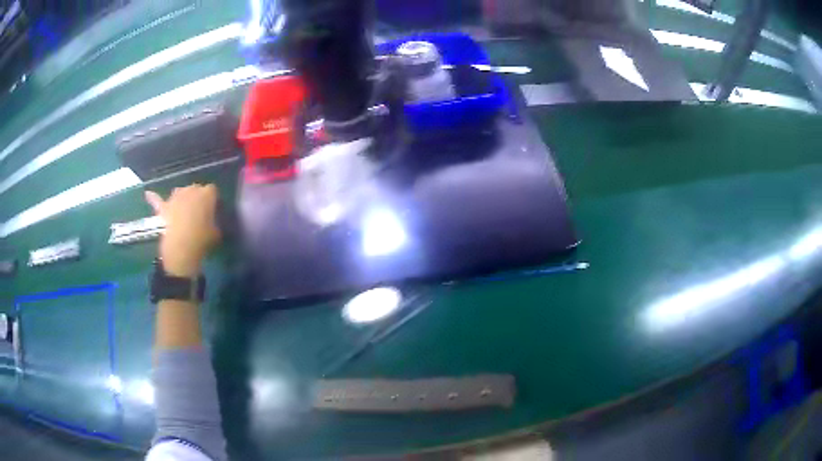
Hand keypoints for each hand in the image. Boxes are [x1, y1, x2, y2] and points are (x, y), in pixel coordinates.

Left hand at [145, 184, 220, 276]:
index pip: (212, 191)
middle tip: (199, 212)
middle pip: (195, 188)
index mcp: (207, 194)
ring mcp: (175, 197)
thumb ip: (214, 221)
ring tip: (183, 210)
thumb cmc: (202, 239)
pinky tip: (147, 194)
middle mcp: (191, 190)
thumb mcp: (216, 232)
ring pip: (179, 192)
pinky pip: (157, 200)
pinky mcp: (164, 208)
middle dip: (197, 197)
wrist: (181, 249)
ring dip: (182, 198)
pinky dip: (153, 197)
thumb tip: (212, 222)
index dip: (212, 200)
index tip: (213, 211)